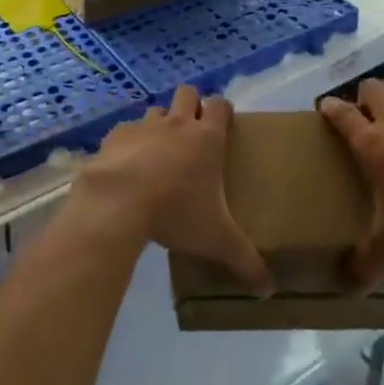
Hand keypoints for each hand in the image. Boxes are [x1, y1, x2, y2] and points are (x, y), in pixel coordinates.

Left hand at [73, 86, 271, 295]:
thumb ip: (245, 261)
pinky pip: (126, 131)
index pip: (220, 104)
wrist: (118, 202)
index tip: (223, 127)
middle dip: (192, 106)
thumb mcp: (217, 240)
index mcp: (207, 137)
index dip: (223, 110)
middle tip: (193, 135)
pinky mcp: (114, 135)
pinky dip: (130, 143)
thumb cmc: (176, 212)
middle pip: (188, 93)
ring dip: (160, 124)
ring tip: (160, 153)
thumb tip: (269, 290)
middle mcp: (177, 123)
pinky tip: (128, 167)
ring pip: (156, 111)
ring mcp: (143, 126)